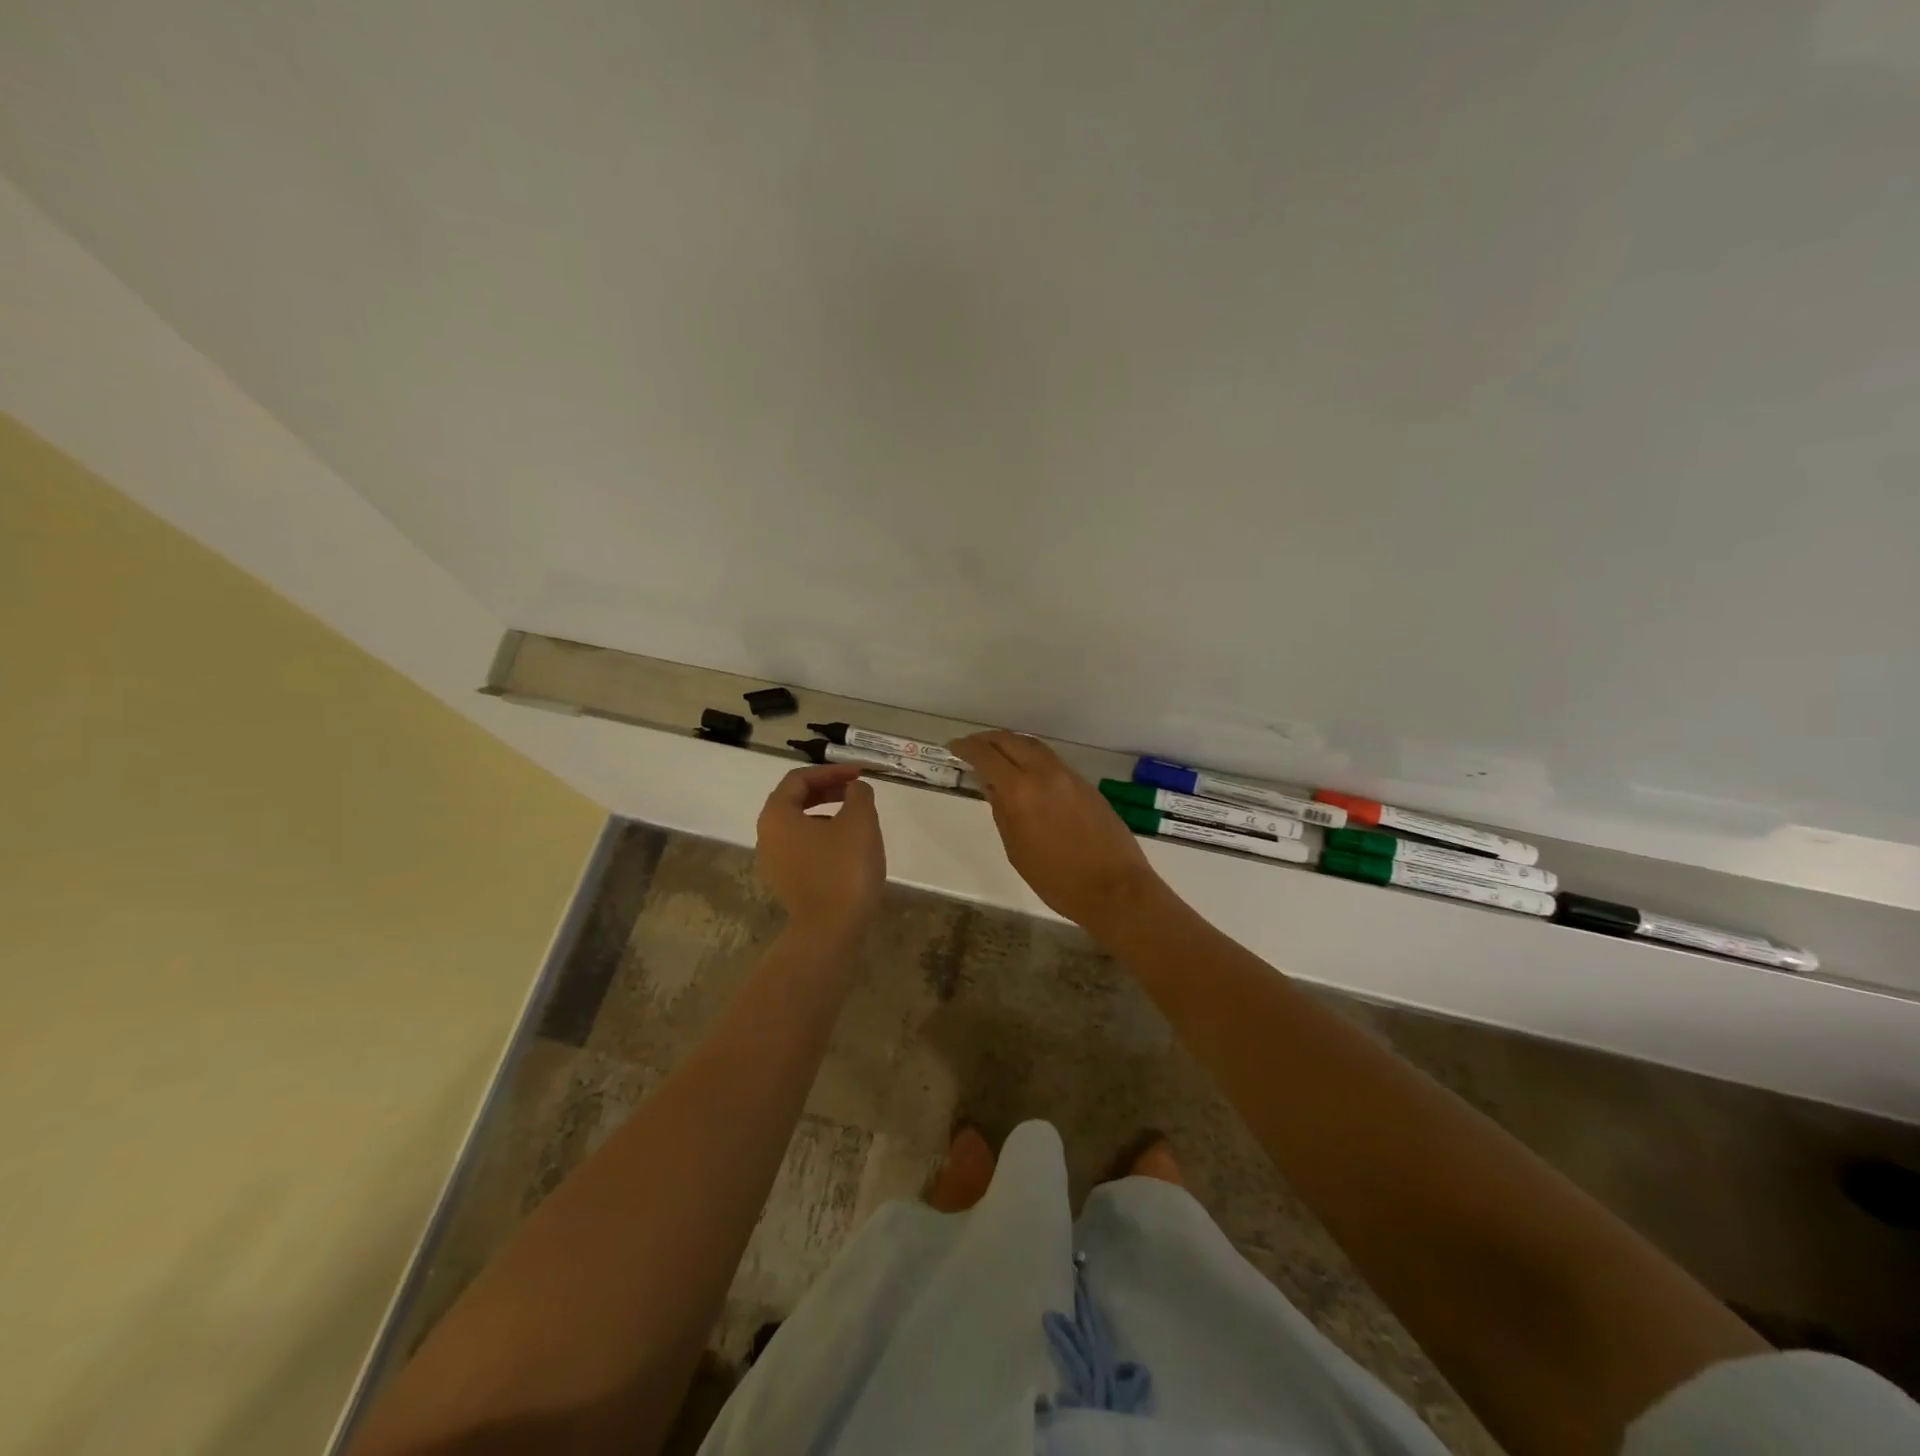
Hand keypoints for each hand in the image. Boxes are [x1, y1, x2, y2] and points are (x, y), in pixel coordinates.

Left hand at [756, 765, 886, 941]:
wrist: (830, 931)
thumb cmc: (843, 868)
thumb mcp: (860, 821)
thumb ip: (859, 793)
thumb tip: (855, 788)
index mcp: (777, 814)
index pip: (800, 778)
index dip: (832, 771)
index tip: (859, 774)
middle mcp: (767, 835)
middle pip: (795, 800)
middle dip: (828, 790)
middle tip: (857, 790)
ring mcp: (774, 861)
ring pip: (800, 824)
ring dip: (828, 813)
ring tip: (857, 818)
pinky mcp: (787, 882)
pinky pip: (803, 847)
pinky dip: (824, 836)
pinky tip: (849, 846)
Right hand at [950, 731, 1164, 932]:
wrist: (1115, 888)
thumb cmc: (1058, 880)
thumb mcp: (1017, 850)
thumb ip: (1002, 813)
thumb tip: (993, 787)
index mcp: (1022, 791)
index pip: (987, 756)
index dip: (967, 748)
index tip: (954, 747)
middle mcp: (1045, 774)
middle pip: (1011, 741)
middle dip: (987, 740)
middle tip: (971, 747)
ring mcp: (1069, 776)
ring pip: (1033, 746)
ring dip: (1011, 744)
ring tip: (996, 755)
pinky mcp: (1085, 785)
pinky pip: (1051, 760)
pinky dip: (1031, 757)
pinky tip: (1025, 772)